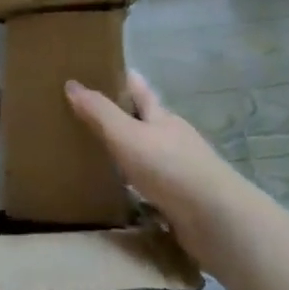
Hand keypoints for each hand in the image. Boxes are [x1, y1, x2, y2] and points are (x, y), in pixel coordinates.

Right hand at [65, 71, 245, 261]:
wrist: (217, 220)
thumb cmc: (170, 168)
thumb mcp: (127, 136)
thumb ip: (100, 112)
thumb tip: (71, 83)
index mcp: (162, 118)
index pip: (140, 91)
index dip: (124, 79)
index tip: (104, 69)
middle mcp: (174, 139)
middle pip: (147, 121)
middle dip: (125, 116)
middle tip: (92, 113)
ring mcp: (182, 170)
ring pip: (150, 154)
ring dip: (130, 153)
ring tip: (100, 153)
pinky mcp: (183, 200)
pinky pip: (153, 186)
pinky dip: (137, 185)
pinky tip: (123, 192)